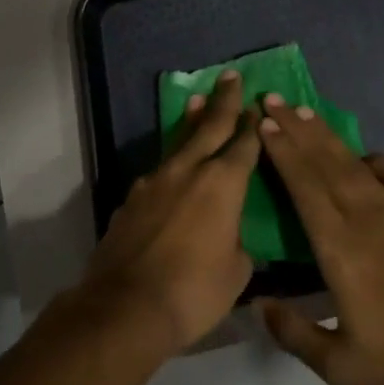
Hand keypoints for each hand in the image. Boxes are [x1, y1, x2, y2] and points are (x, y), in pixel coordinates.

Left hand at [74, 71, 258, 358]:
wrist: (125, 308)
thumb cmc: (193, 292)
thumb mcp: (236, 272)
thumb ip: (237, 243)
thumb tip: (230, 236)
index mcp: (223, 183)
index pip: (244, 144)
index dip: (253, 124)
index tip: (258, 104)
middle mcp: (189, 170)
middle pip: (210, 126)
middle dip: (224, 100)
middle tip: (231, 76)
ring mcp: (155, 181)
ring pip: (179, 143)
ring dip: (191, 121)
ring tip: (197, 102)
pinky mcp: (131, 198)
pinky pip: (159, 172)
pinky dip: (171, 162)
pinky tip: (171, 170)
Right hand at [253, 97, 383, 384]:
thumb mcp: (339, 366)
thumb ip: (293, 333)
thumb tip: (258, 304)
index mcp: (339, 248)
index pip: (304, 187)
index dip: (282, 152)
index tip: (263, 124)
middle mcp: (365, 218)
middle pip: (324, 162)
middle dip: (296, 128)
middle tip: (272, 99)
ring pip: (355, 162)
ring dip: (327, 135)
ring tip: (305, 112)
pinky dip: (377, 159)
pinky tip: (366, 156)